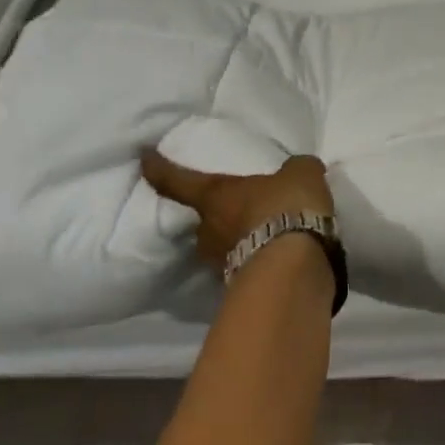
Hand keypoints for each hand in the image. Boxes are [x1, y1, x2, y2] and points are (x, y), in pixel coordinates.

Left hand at [140, 150, 334, 269]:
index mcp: (215, 196)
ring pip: (221, 247)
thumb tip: (298, 169)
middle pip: (201, 220)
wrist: (294, 267)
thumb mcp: (300, 174)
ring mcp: (221, 263)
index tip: (144, 158)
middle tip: (236, 208)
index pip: (177, 181)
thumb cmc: (286, 206)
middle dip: (215, 215)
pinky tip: (279, 255)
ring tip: (263, 234)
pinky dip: (257, 260)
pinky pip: (245, 265)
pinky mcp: (240, 287)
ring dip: (237, 240)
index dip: (159, 168)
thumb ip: (295, 170)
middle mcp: (208, 230)